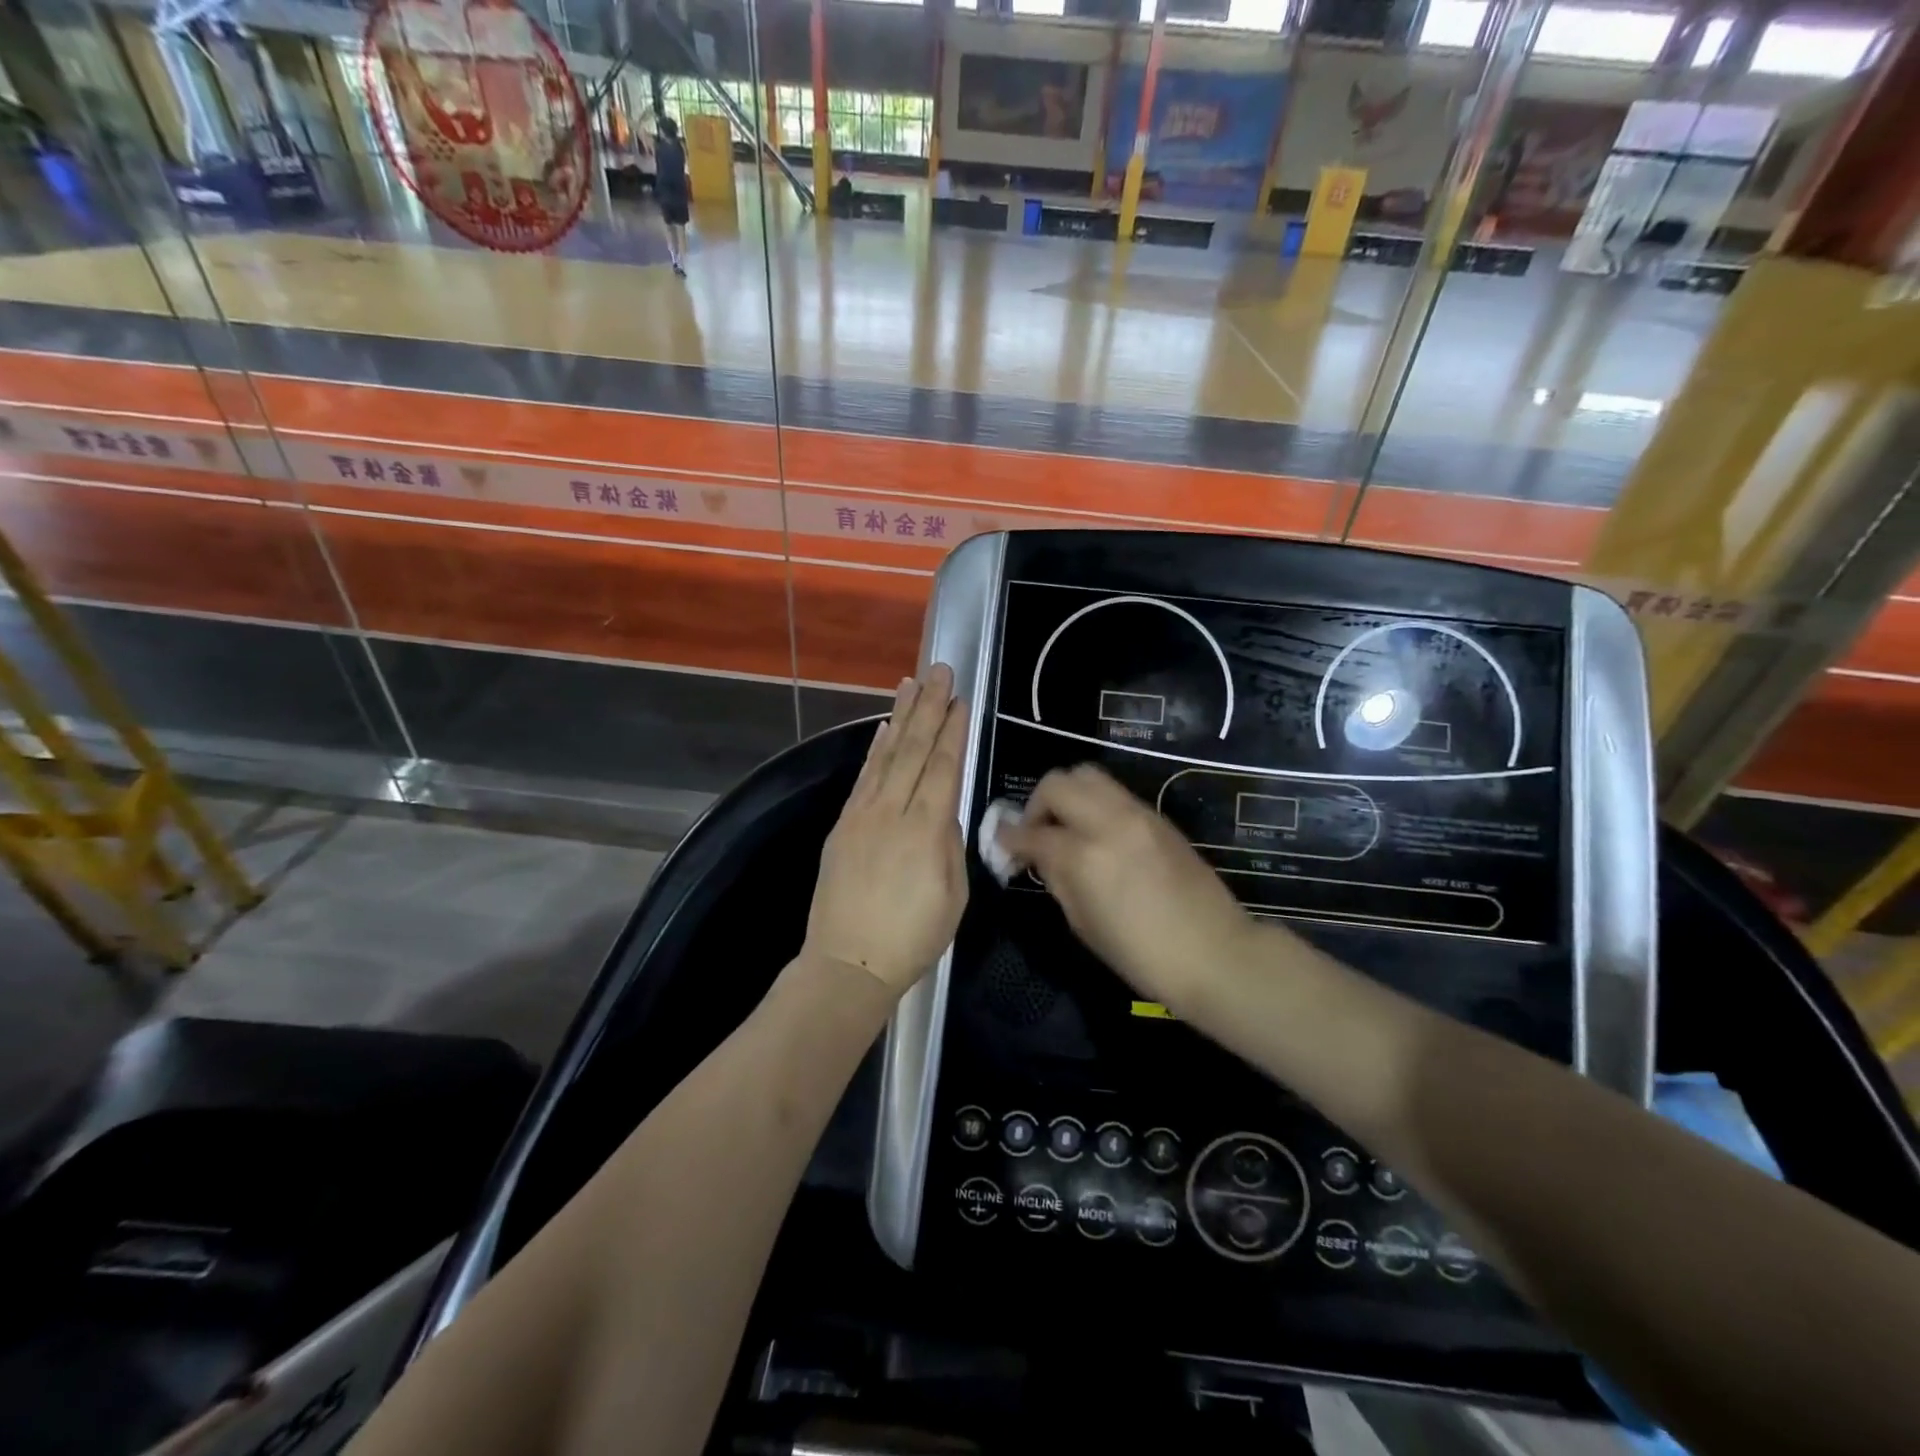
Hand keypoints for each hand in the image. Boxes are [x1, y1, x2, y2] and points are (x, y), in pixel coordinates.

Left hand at [804, 666, 968, 992]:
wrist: (848, 964)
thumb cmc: (912, 938)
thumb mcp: (952, 896)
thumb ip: (950, 845)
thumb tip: (944, 812)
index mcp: (926, 830)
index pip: (943, 767)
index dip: (953, 731)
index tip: (960, 699)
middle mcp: (892, 812)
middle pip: (914, 750)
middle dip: (929, 707)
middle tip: (938, 671)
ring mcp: (862, 815)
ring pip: (886, 755)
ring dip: (901, 717)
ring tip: (910, 683)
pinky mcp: (843, 825)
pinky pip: (863, 777)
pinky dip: (875, 749)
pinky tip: (884, 729)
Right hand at [998, 765, 1257, 1008]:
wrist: (1215, 953)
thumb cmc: (1142, 955)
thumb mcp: (1084, 925)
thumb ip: (1058, 880)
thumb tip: (1041, 857)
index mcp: (1084, 855)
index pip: (1032, 833)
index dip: (1009, 839)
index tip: (1003, 846)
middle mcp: (1108, 822)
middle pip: (1058, 783)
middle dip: (1037, 804)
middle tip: (1036, 833)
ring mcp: (1137, 814)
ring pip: (1088, 775)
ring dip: (1067, 795)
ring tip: (1067, 827)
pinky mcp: (1158, 817)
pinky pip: (1114, 794)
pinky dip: (1095, 804)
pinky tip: (1097, 834)